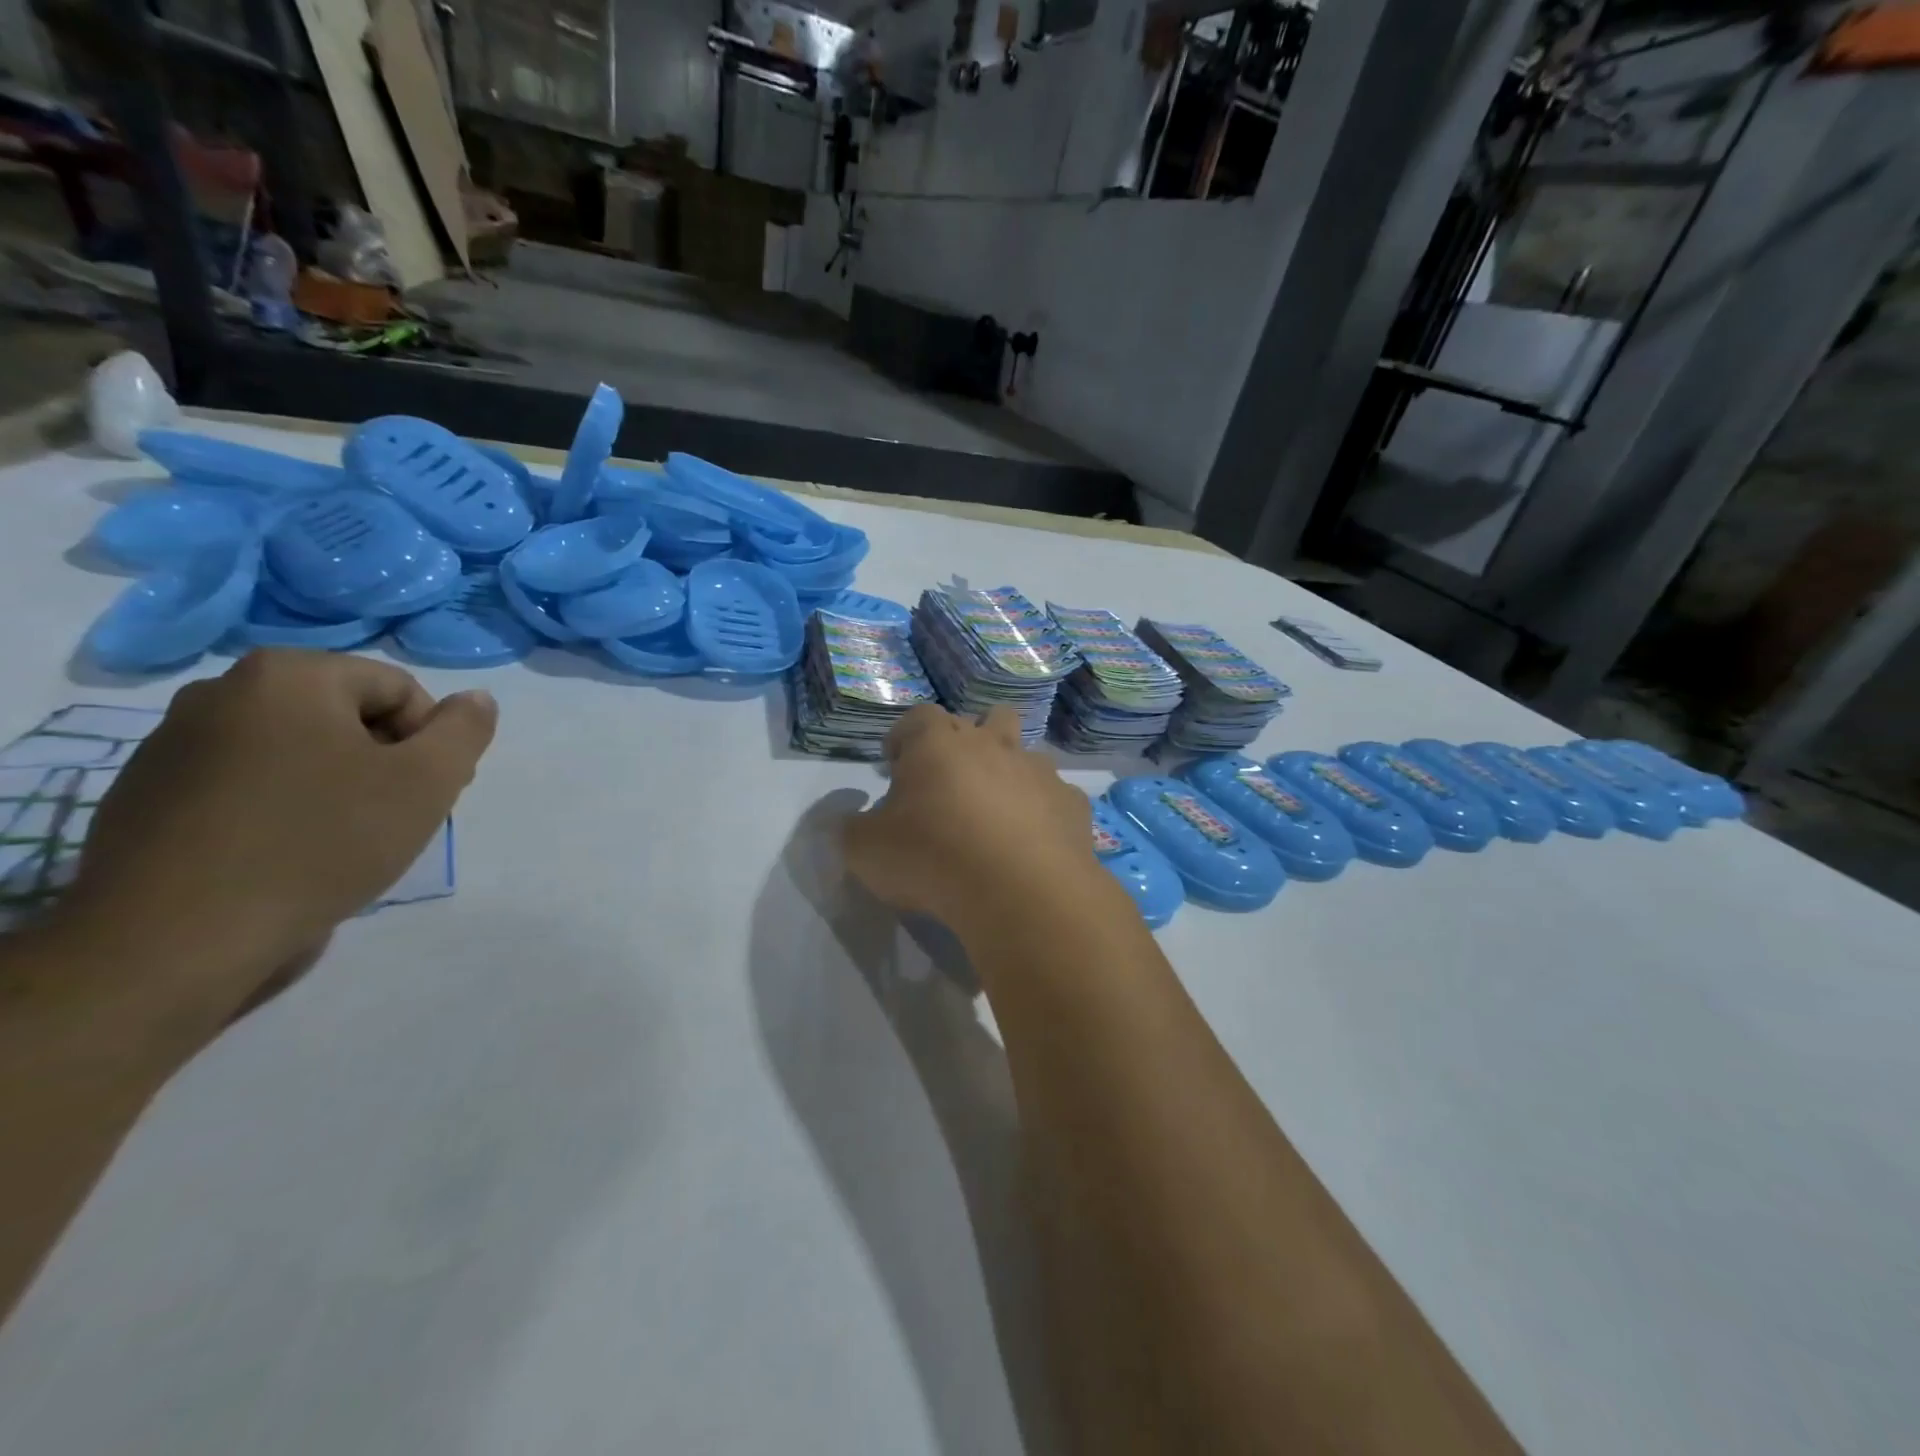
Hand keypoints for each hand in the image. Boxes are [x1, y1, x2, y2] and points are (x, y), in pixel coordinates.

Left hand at [50, 650, 496, 1023]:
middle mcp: (221, 692)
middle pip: (346, 716)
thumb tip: (476, 699)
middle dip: (385, 761)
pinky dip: (282, 808)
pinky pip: (246, 785)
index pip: (399, 690)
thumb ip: (465, 729)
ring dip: (338, 786)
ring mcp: (172, 745)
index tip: (428, 794)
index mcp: (288, 676)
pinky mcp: (146, 797)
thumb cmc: (321, 842)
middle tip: (395, 818)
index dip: (431, 741)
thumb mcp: (428, 781)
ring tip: (344, 842)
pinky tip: (287, 856)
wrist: (176, 941)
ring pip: (297, 752)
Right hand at [843, 704, 1101, 938]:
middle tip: (951, 777)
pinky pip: (1054, 797)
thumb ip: (852, 828)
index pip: (918, 717)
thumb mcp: (865, 850)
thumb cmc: (932, 858)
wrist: (1020, 891)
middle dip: (970, 738)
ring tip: (996, 811)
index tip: (894, 761)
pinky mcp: (1072, 805)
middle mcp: (993, 745)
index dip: (904, 735)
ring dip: (1010, 773)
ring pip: (1026, 754)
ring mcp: (1039, 772)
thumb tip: (854, 819)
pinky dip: (1041, 812)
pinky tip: (1032, 843)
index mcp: (938, 744)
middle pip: (987, 718)